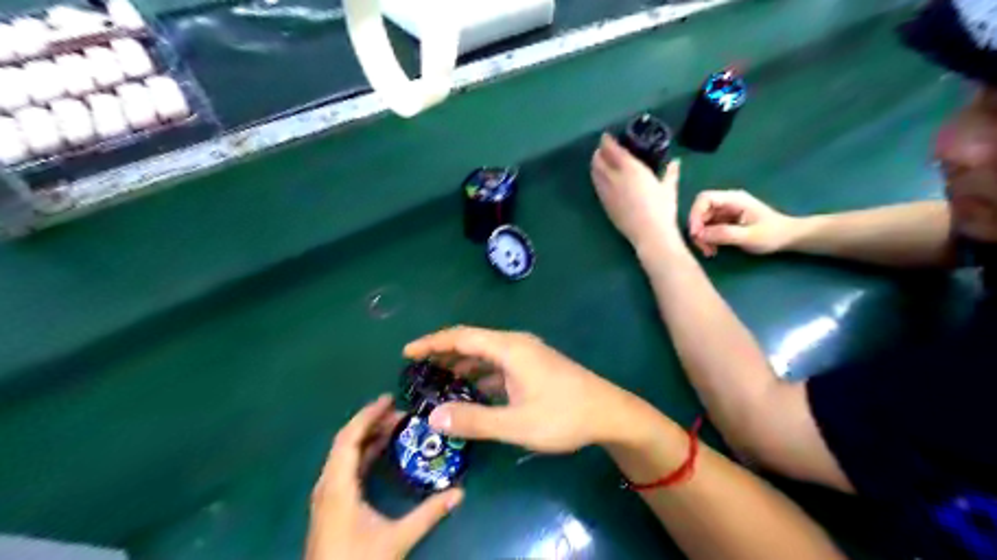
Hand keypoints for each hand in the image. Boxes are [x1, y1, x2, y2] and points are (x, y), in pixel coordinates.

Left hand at [308, 396, 464, 558]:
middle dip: (372, 422)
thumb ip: (428, 515)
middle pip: (346, 441)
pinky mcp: (330, 504)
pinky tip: (381, 451)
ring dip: (367, 437)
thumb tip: (460, 493)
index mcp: (337, 487)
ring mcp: (326, 495)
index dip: (368, 415)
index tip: (390, 399)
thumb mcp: (396, 539)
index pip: (349, 438)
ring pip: (344, 454)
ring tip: (395, 426)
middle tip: (400, 412)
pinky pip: (345, 466)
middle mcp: (327, 485)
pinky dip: (363, 453)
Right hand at [403, 327, 642, 452]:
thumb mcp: (517, 424)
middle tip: (417, 368)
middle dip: (443, 352)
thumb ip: (474, 420)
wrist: (608, 413)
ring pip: (484, 353)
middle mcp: (515, 344)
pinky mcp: (533, 366)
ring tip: (437, 378)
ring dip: (461, 364)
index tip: (407, 352)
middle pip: (471, 341)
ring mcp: (526, 355)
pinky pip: (497, 364)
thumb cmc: (564, 416)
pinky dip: (479, 374)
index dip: (432, 342)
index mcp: (509, 349)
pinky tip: (470, 390)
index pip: (462, 337)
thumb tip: (433, 417)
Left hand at [591, 131, 684, 249]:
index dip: (607, 142)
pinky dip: (597, 179)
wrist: (649, 234)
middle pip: (599, 160)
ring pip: (595, 174)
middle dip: (598, 152)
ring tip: (598, 162)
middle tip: (601, 149)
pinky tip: (600, 180)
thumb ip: (670, 173)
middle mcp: (615, 178)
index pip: (613, 150)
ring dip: (595, 165)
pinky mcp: (605, 205)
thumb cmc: (662, 209)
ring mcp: (607, 192)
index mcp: (631, 169)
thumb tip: (676, 162)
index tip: (606, 137)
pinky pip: (597, 187)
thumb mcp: (669, 188)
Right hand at [690, 188, 799, 255]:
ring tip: (709, 252)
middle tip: (703, 248)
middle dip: (697, 230)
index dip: (695, 215)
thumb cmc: (773, 234)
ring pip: (702, 222)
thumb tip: (699, 235)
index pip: (704, 199)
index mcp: (733, 199)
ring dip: (701, 237)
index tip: (695, 234)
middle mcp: (726, 203)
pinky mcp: (724, 222)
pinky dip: (706, 240)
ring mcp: (725, 212)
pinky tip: (713, 250)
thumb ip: (724, 234)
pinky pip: (708, 229)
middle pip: (700, 211)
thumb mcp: (749, 236)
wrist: (789, 238)